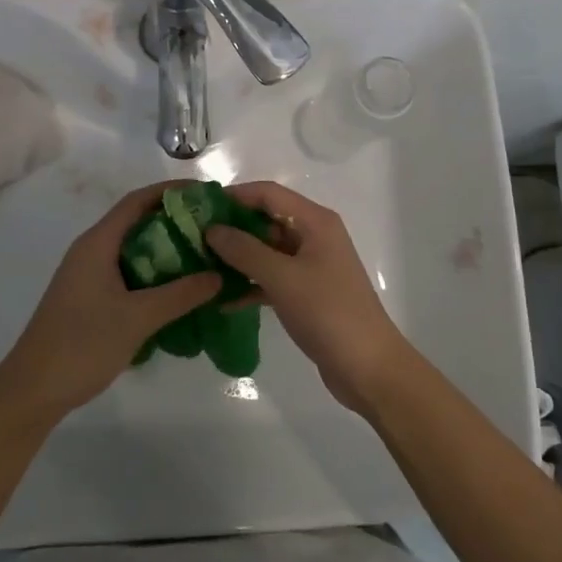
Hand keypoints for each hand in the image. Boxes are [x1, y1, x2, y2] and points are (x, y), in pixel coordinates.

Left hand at [0, 182, 222, 424]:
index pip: (137, 201)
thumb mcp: (137, 318)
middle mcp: (91, 250)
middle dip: (174, 222)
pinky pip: (127, 272)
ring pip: (132, 250)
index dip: (171, 192)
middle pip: (136, 222)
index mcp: (97, 243)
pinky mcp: (88, 297)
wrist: (32, 390)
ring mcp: (87, 274)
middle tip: (213, 230)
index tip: (206, 194)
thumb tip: (219, 275)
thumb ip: (180, 295)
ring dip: (165, 250)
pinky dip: (153, 274)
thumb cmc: (82, 345)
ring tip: (203, 258)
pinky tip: (177, 291)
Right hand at [205, 181, 411, 413]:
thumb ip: (245, 250)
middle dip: (232, 227)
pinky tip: (221, 299)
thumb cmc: (328, 313)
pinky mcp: (307, 293)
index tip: (199, 207)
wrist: (368, 368)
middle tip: (192, 238)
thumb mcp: (282, 278)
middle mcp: (313, 236)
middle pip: (266, 220)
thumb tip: (211, 229)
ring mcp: (311, 265)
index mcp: (315, 222)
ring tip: (199, 266)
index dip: (234, 196)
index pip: (268, 194)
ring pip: (267, 250)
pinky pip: (271, 278)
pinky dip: (249, 284)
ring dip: (237, 257)